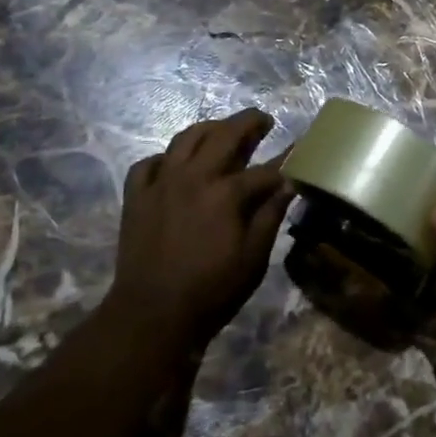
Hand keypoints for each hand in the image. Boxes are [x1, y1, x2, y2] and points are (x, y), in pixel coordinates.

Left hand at [111, 109, 292, 347]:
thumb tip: (289, 185)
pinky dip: (165, 158)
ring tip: (222, 130)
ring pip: (185, 139)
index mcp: (226, 193)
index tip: (299, 151)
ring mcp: (161, 184)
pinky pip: (148, 164)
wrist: (152, 315)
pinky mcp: (136, 197)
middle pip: (224, 135)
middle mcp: (193, 177)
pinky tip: (174, 165)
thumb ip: (270, 216)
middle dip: (249, 123)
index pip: (264, 170)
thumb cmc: (211, 290)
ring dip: (209, 129)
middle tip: (263, 121)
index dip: (286, 161)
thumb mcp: (253, 258)